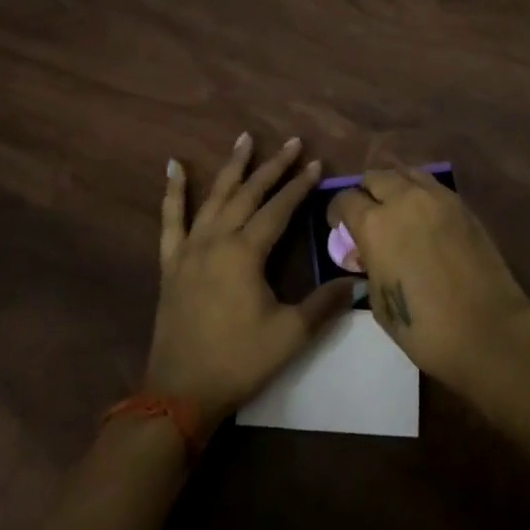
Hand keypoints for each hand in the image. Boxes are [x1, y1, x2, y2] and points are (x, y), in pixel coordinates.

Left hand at [144, 133, 355, 423]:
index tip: (316, 163)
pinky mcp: (172, 262)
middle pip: (248, 193)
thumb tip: (358, 283)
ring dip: (232, 166)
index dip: (299, 186)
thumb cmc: (239, 361)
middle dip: (272, 167)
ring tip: (245, 138)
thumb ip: (324, 304)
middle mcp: (217, 240)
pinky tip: (173, 166)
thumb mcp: (289, 335)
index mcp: (245, 253)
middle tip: (291, 142)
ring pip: (214, 197)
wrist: (180, 391)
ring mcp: (190, 248)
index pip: (278, 209)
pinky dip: (173, 191)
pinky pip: (171, 219)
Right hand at [327, 169, 529, 387]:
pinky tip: (423, 217)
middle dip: (365, 193)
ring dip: (394, 187)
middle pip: (375, 177)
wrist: (488, 330)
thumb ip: (368, 265)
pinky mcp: (462, 204)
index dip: (337, 213)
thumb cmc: (424, 328)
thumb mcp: (379, 301)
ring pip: (405, 173)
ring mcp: (436, 197)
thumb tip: (366, 252)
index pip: (345, 199)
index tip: (339, 227)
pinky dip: (420, 193)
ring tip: (397, 210)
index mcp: (374, 224)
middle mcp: (403, 199)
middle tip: (368, 216)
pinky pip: (432, 186)